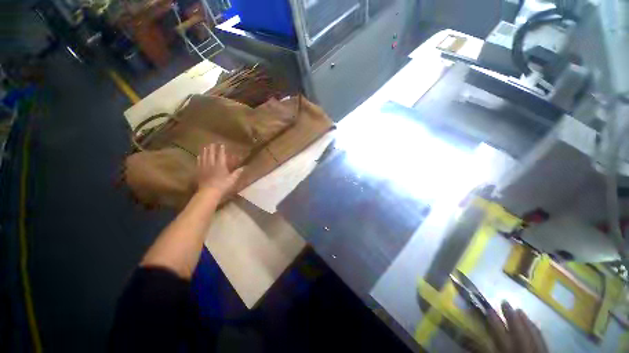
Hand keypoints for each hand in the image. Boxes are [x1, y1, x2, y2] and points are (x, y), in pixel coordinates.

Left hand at [197, 144, 243, 196]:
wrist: (208, 192)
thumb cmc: (222, 186)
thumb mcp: (231, 180)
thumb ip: (237, 173)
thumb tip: (243, 167)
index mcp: (220, 164)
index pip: (221, 154)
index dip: (221, 149)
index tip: (222, 144)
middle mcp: (212, 163)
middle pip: (211, 153)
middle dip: (212, 148)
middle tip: (212, 143)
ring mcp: (204, 167)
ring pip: (204, 157)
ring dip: (205, 151)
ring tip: (205, 147)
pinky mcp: (199, 172)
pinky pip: (199, 163)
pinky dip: (199, 159)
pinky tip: (199, 156)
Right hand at [488, 302, 547, 352]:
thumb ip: (490, 352)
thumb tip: (481, 340)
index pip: (500, 338)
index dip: (493, 324)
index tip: (488, 310)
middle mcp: (523, 349)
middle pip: (516, 331)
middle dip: (510, 316)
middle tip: (504, 301)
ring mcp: (535, 349)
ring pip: (530, 332)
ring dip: (524, 320)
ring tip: (518, 308)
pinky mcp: (544, 350)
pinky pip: (541, 337)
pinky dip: (536, 328)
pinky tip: (534, 322)